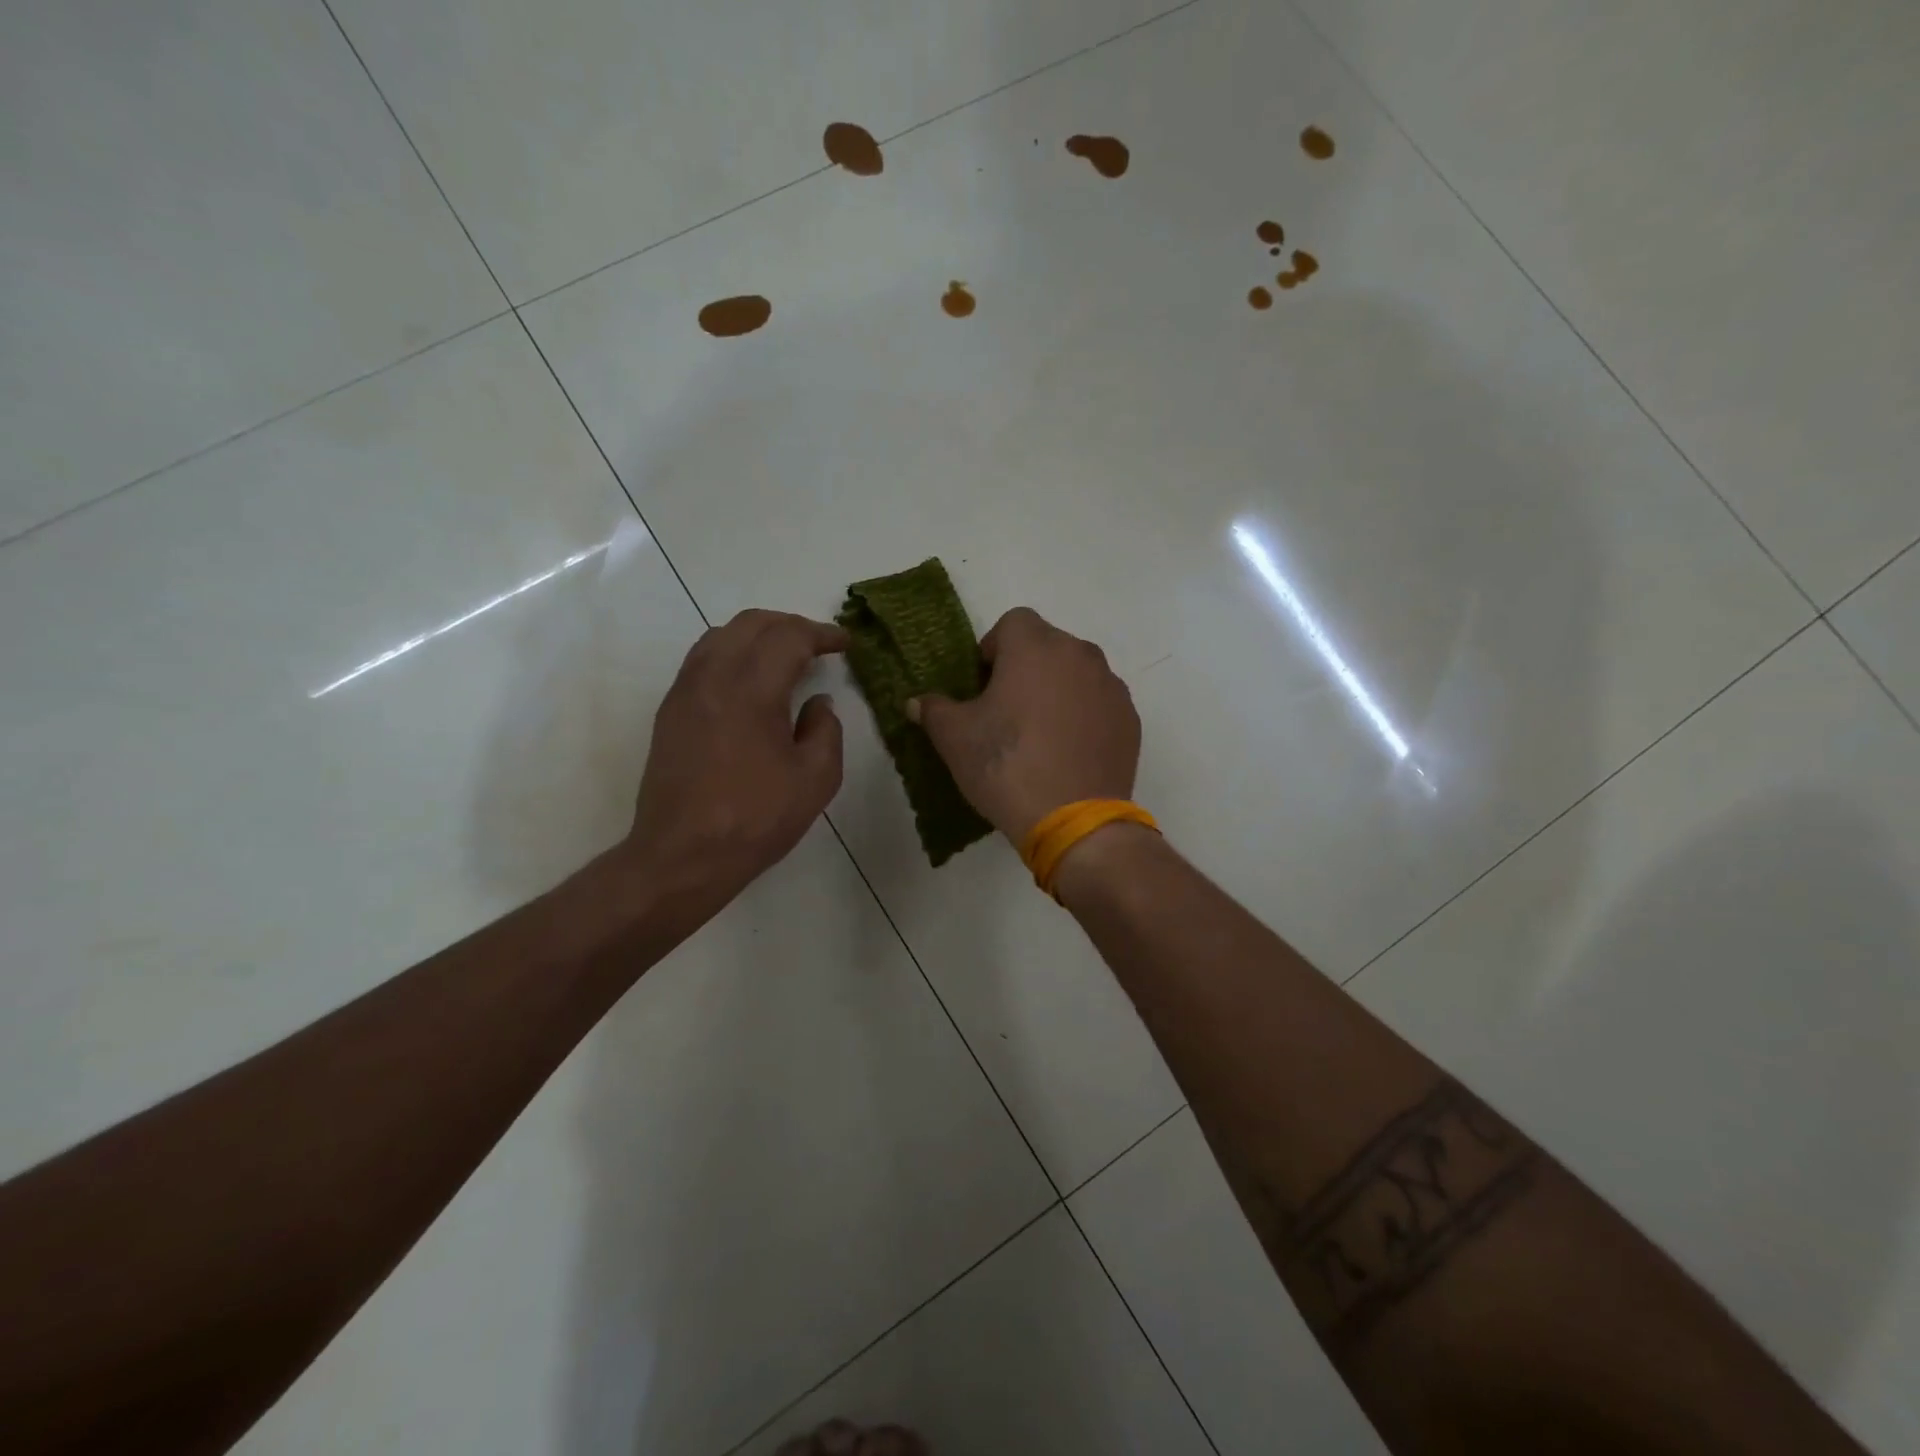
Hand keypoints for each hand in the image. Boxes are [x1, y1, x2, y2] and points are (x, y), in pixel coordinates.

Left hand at [624, 610, 845, 922]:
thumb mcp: (815, 780)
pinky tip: (750, 679)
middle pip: (751, 624)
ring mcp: (685, 691)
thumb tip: (818, 703)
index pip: (789, 637)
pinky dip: (732, 652)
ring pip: (721, 635)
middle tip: (819, 645)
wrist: (682, 855)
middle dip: (790, 626)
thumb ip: (826, 731)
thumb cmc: (756, 819)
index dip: (822, 634)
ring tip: (785, 656)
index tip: (845, 644)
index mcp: (752, 689)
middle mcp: (713, 677)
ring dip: (758, 635)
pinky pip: (702, 659)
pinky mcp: (670, 710)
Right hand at [908, 606, 1139, 841]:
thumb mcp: (954, 738)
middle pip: (1047, 646)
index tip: (984, 686)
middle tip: (1007, 712)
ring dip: (1057, 691)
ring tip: (1040, 735)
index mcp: (1036, 647)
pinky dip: (1083, 716)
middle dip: (1026, 669)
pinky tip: (1068, 753)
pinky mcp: (1130, 719)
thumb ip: (934, 709)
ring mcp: (1111, 687)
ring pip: (1076, 674)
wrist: (1073, 821)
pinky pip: (1099, 704)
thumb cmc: (1006, 766)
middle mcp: (1080, 654)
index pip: (1013, 622)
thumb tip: (917, 702)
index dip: (993, 649)